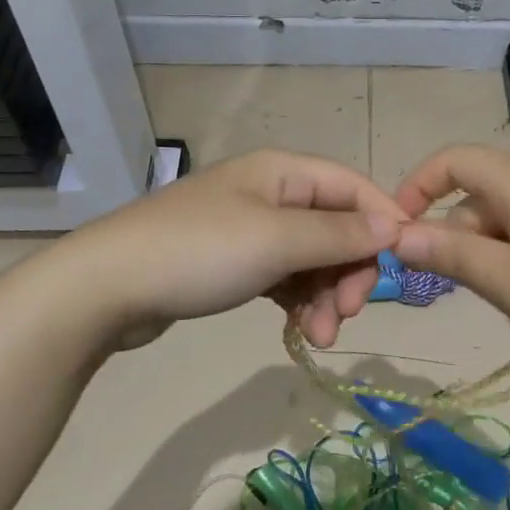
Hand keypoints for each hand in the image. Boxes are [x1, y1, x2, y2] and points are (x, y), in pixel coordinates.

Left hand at [73, 149, 405, 349]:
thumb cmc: (199, 252)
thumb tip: (394, 225)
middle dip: (348, 271)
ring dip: (324, 296)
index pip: (352, 186)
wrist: (106, 288)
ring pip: (311, 258)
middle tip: (346, 315)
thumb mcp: (276, 240)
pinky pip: (284, 277)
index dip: (382, 220)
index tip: (403, 265)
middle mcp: (270, 193)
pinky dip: (298, 302)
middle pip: (335, 226)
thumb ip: (339, 234)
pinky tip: (299, 331)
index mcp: (282, 172)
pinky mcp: (233, 263)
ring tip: (318, 337)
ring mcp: (250, 229)